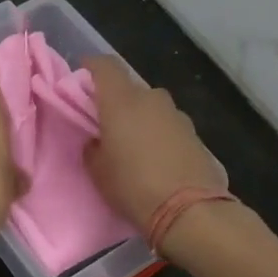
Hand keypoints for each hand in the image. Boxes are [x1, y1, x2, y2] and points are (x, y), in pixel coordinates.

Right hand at [82, 56, 227, 234]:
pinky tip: (155, 158)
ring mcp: (177, 115)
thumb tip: (98, 140)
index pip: (105, 66)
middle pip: (130, 89)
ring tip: (133, 145)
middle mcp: (151, 99)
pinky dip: (158, 134)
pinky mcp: (195, 134)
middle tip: (106, 124)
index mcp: (121, 101)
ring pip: (151, 107)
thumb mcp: (98, 171)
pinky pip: (168, 125)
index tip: (83, 74)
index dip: (92, 66)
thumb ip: (93, 147)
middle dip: (116, 101)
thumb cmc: (133, 186)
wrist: (189, 210)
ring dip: (140, 118)